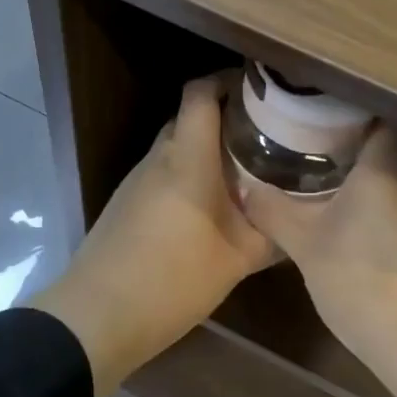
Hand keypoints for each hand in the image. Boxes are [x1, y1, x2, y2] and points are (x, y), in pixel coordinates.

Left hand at [33, 75, 274, 394]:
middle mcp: (160, 158)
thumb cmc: (172, 280)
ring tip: (245, 167)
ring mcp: (138, 179)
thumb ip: (271, 235)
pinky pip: (165, 171)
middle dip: (226, 117)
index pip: (200, 94)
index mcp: (187, 159)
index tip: (260, 90)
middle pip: (191, 117)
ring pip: (177, 145)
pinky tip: (211, 203)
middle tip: (265, 133)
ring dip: (207, 148)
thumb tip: (298, 222)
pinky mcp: (128, 201)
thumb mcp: (236, 261)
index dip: (227, 81)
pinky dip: (190, 173)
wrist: (98, 316)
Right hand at [240, 126, 396, 396]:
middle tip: (320, 158)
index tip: (325, 120)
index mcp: (386, 170)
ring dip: (374, 190)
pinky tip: (363, 241)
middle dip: (360, 155)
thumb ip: (276, 213)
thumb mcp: (306, 247)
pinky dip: (388, 220)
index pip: (383, 122)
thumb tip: (247, 188)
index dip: (356, 117)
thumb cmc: (364, 281)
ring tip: (335, 197)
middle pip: (393, 153)